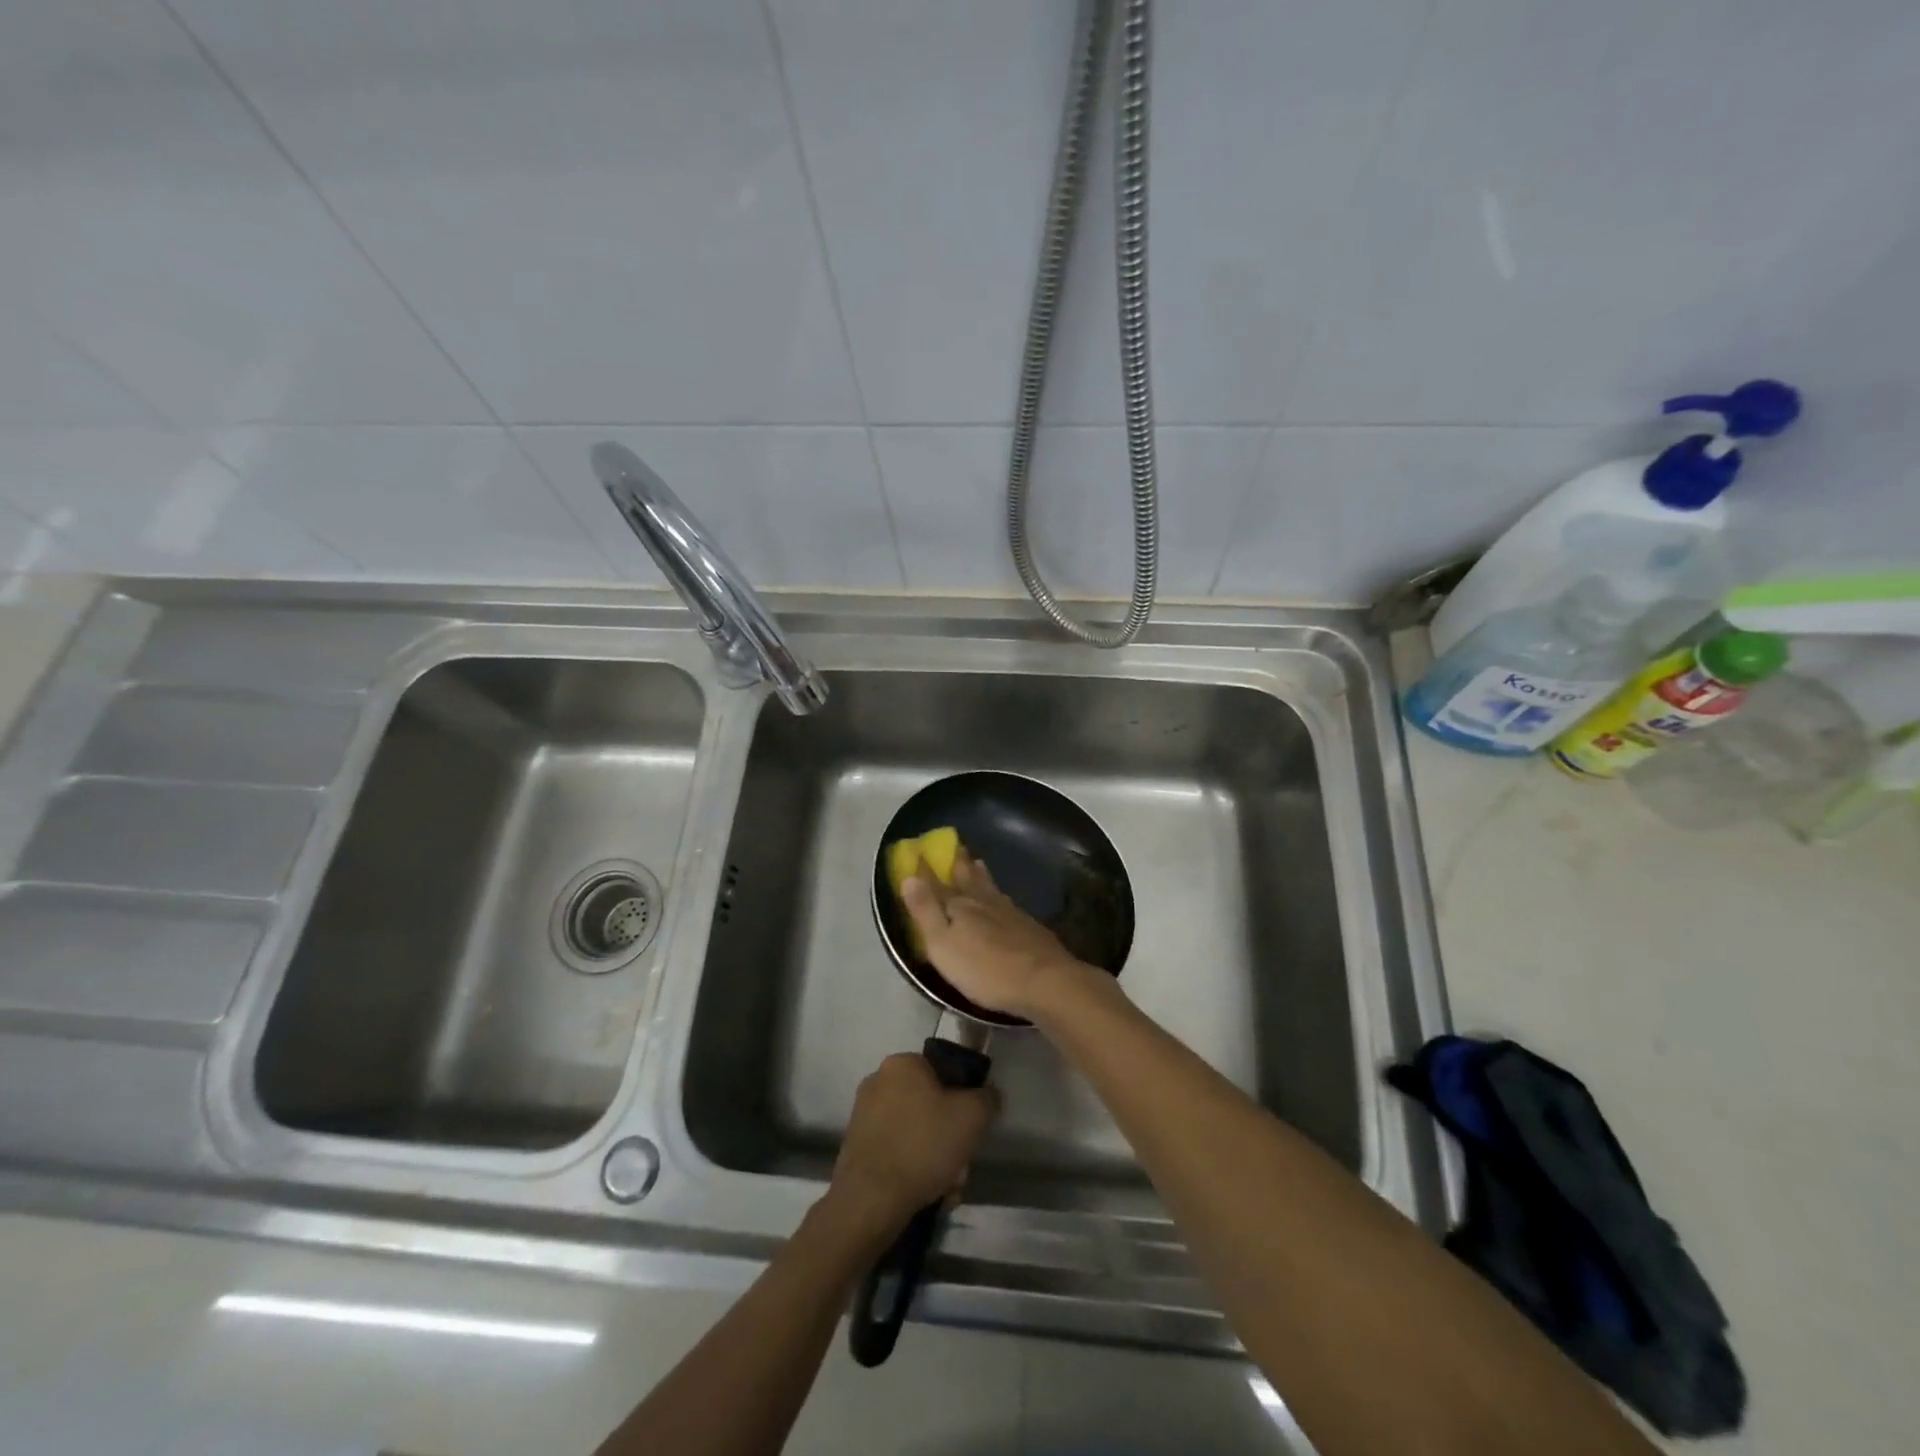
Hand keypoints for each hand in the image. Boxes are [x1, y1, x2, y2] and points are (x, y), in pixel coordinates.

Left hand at [828, 1053, 997, 1238]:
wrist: (871, 1200)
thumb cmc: (924, 1145)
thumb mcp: (972, 1115)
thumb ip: (987, 1099)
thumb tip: (989, 1096)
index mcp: (902, 1064)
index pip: (943, 1072)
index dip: (963, 1099)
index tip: (971, 1128)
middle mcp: (878, 1082)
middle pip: (931, 1108)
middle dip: (950, 1139)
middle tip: (960, 1166)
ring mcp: (864, 1116)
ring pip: (917, 1135)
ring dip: (937, 1161)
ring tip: (947, 1189)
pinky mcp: (858, 1148)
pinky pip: (898, 1154)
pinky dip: (915, 1172)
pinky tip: (928, 1196)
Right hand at [900, 848, 1091, 1018]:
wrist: (1044, 980)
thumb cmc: (985, 969)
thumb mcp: (943, 946)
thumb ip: (925, 912)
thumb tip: (909, 877)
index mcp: (959, 906)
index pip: (937, 883)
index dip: (926, 870)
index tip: (919, 852)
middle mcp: (984, 901)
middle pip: (968, 878)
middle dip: (959, 863)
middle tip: (957, 847)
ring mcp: (1009, 912)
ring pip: (990, 887)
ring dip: (980, 874)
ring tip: (978, 863)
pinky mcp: (1028, 926)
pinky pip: (1006, 901)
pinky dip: (999, 893)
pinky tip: (1004, 899)